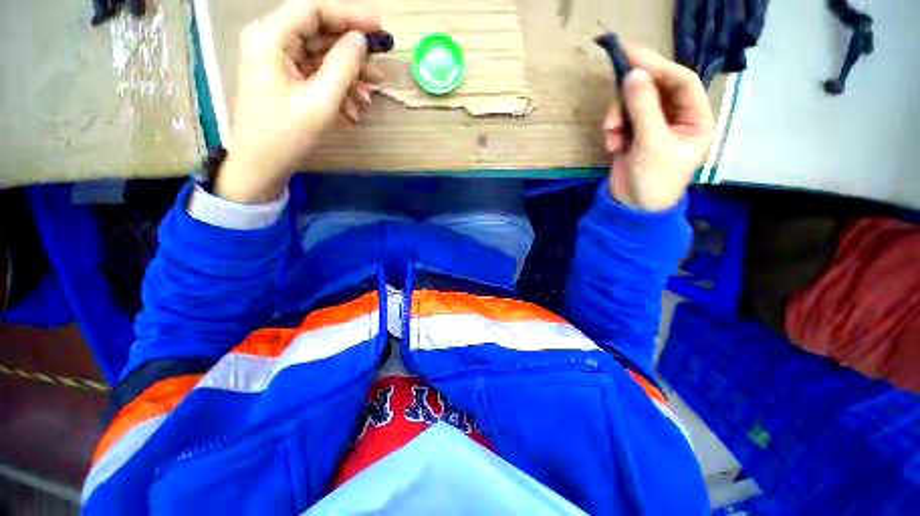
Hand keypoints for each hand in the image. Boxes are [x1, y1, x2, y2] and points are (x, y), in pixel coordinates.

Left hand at [216, 0, 381, 203]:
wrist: (261, 166)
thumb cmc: (286, 135)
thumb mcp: (320, 102)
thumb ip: (343, 66)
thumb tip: (360, 40)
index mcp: (271, 39)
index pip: (313, 10)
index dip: (348, 16)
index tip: (378, 27)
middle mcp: (271, 43)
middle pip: (318, 34)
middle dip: (351, 55)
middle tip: (378, 71)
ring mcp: (277, 62)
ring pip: (320, 57)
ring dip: (347, 78)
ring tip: (368, 98)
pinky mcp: (283, 80)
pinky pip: (314, 75)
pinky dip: (335, 90)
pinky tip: (352, 110)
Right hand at [603, 44, 714, 211]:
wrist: (632, 209)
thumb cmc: (655, 180)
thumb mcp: (652, 144)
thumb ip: (643, 108)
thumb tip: (632, 74)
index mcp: (694, 118)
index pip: (681, 81)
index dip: (660, 67)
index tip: (634, 57)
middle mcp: (675, 117)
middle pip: (656, 88)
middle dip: (634, 88)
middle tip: (617, 70)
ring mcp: (651, 127)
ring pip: (634, 103)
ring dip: (619, 114)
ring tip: (611, 133)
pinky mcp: (632, 136)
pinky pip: (621, 120)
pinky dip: (612, 129)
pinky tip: (611, 146)